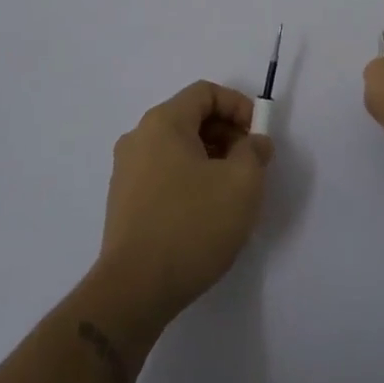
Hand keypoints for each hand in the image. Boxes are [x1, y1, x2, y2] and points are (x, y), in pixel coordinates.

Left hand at [94, 80, 272, 322]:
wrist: (135, 290)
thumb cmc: (192, 225)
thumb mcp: (242, 183)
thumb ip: (255, 152)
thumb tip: (253, 143)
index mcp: (163, 123)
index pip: (205, 93)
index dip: (239, 106)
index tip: (259, 136)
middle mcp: (138, 138)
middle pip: (191, 118)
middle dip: (227, 134)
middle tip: (251, 165)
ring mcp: (126, 171)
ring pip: (178, 148)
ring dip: (211, 159)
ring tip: (232, 192)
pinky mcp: (124, 202)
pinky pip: (164, 173)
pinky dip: (190, 179)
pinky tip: (206, 212)